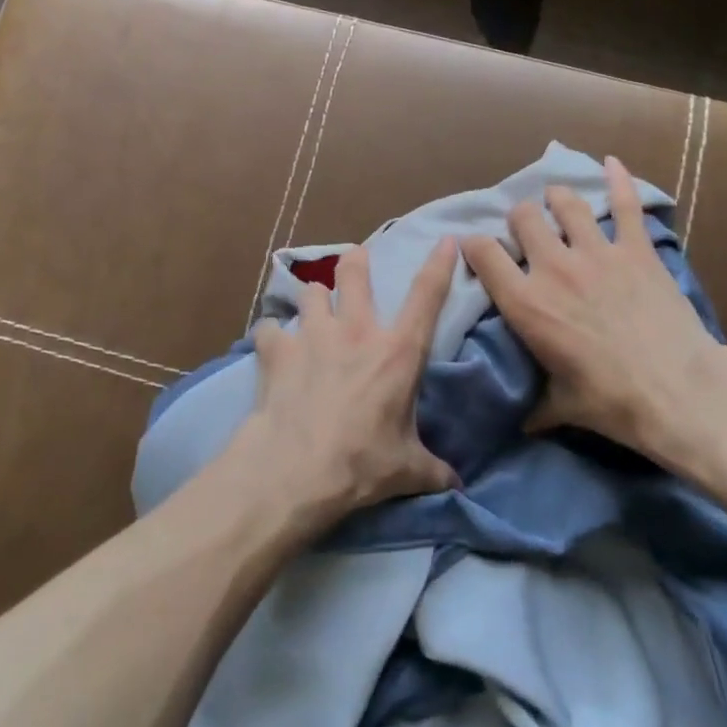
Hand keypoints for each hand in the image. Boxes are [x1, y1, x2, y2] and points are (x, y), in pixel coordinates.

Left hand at [241, 239, 460, 517]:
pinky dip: (271, 336)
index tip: (446, 240)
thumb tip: (457, 486)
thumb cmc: (361, 464)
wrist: (295, 470)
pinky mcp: (277, 349)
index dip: (439, 264)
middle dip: (356, 262)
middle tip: (355, 261)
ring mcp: (313, 334)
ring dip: (314, 300)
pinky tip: (271, 348)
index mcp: (397, 352)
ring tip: (312, 314)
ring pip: (311, 292)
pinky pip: (270, 328)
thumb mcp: (407, 470)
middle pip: (354, 274)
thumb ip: (434, 470)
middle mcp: (356, 331)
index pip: (427, 296)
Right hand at [461, 157, 721, 454]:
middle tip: (526, 233)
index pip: (483, 254)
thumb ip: (533, 407)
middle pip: (522, 218)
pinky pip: (626, 204)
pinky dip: (619, 180)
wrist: (678, 392)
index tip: (475, 248)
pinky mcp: (636, 250)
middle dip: (518, 220)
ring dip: (556, 199)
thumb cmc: (611, 402)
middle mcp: (553, 267)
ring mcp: (597, 253)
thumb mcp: (560, 407)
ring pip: (565, 203)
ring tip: (557, 203)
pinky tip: (612, 163)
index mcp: (526, 303)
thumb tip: (519, 425)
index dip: (473, 245)